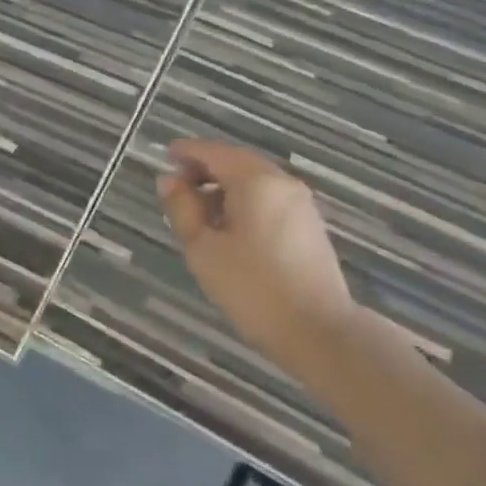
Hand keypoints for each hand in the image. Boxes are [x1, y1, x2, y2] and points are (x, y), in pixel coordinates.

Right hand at [158, 140, 356, 363]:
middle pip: (236, 163)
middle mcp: (281, 182)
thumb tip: (169, 180)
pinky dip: (245, 203)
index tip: (165, 157)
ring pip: (254, 182)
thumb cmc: (253, 288)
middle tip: (177, 191)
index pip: (213, 152)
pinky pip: (269, 200)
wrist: (320, 333)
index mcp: (255, 180)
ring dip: (224, 189)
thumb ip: (182, 209)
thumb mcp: (204, 249)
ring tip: (200, 217)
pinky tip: (230, 231)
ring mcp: (300, 203)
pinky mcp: (309, 226)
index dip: (186, 152)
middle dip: (205, 171)